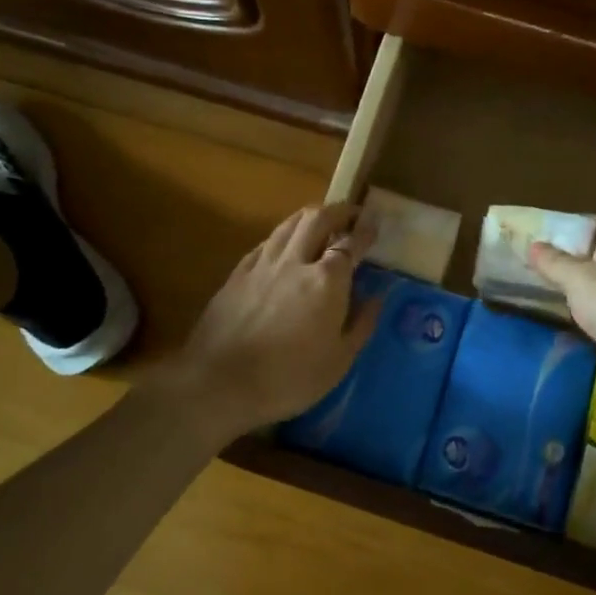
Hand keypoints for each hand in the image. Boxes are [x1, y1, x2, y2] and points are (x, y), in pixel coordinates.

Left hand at [172, 204, 380, 438]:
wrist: (219, 383)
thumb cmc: (288, 378)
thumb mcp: (339, 361)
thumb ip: (361, 323)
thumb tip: (376, 295)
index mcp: (326, 280)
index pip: (350, 243)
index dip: (364, 231)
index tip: (374, 224)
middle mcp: (295, 261)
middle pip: (317, 219)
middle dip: (338, 211)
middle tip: (350, 214)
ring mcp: (262, 264)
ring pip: (288, 225)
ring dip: (309, 217)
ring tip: (320, 221)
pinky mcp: (237, 274)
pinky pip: (265, 243)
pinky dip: (282, 236)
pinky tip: (283, 246)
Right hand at [529, 219, 595, 396]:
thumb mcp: (578, 278)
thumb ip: (555, 263)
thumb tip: (534, 244)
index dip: (588, 224)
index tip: (560, 231)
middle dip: (575, 261)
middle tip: (542, 266)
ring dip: (580, 293)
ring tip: (547, 296)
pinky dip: (587, 321)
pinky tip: (567, 328)